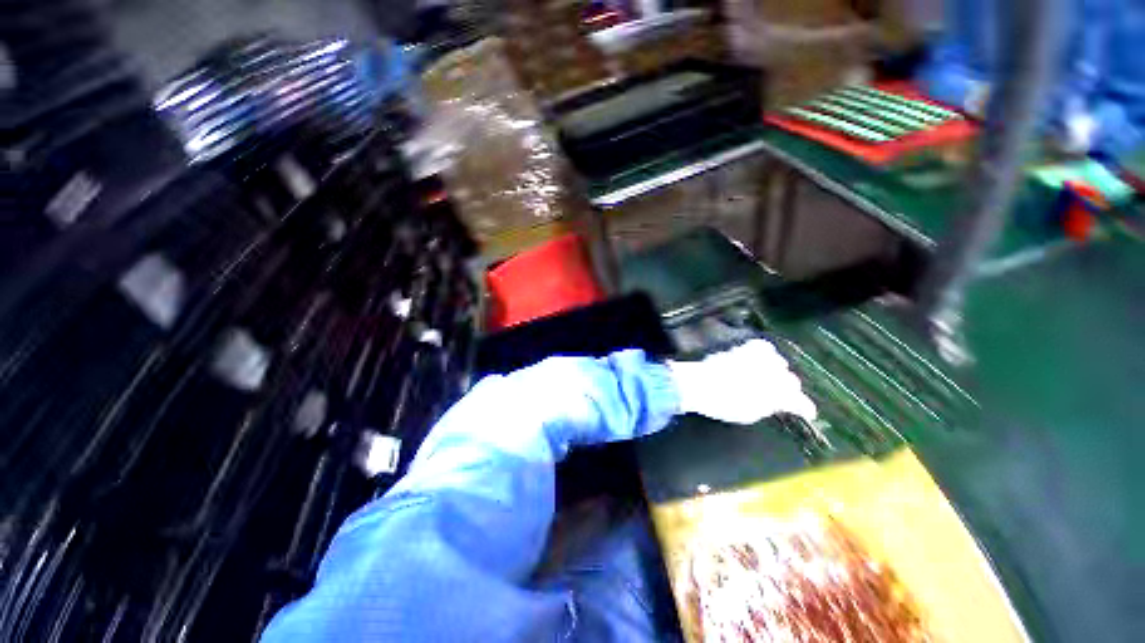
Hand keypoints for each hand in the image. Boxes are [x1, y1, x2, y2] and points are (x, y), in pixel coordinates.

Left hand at [668, 339, 816, 424]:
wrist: (697, 384)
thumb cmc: (722, 403)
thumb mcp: (749, 413)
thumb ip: (769, 406)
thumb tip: (780, 403)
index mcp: (774, 393)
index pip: (798, 400)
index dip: (804, 408)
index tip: (808, 413)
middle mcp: (770, 373)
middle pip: (790, 379)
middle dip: (789, 389)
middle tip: (782, 396)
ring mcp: (756, 359)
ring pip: (779, 362)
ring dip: (777, 371)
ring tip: (770, 377)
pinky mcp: (742, 349)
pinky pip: (762, 347)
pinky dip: (766, 353)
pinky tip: (763, 358)